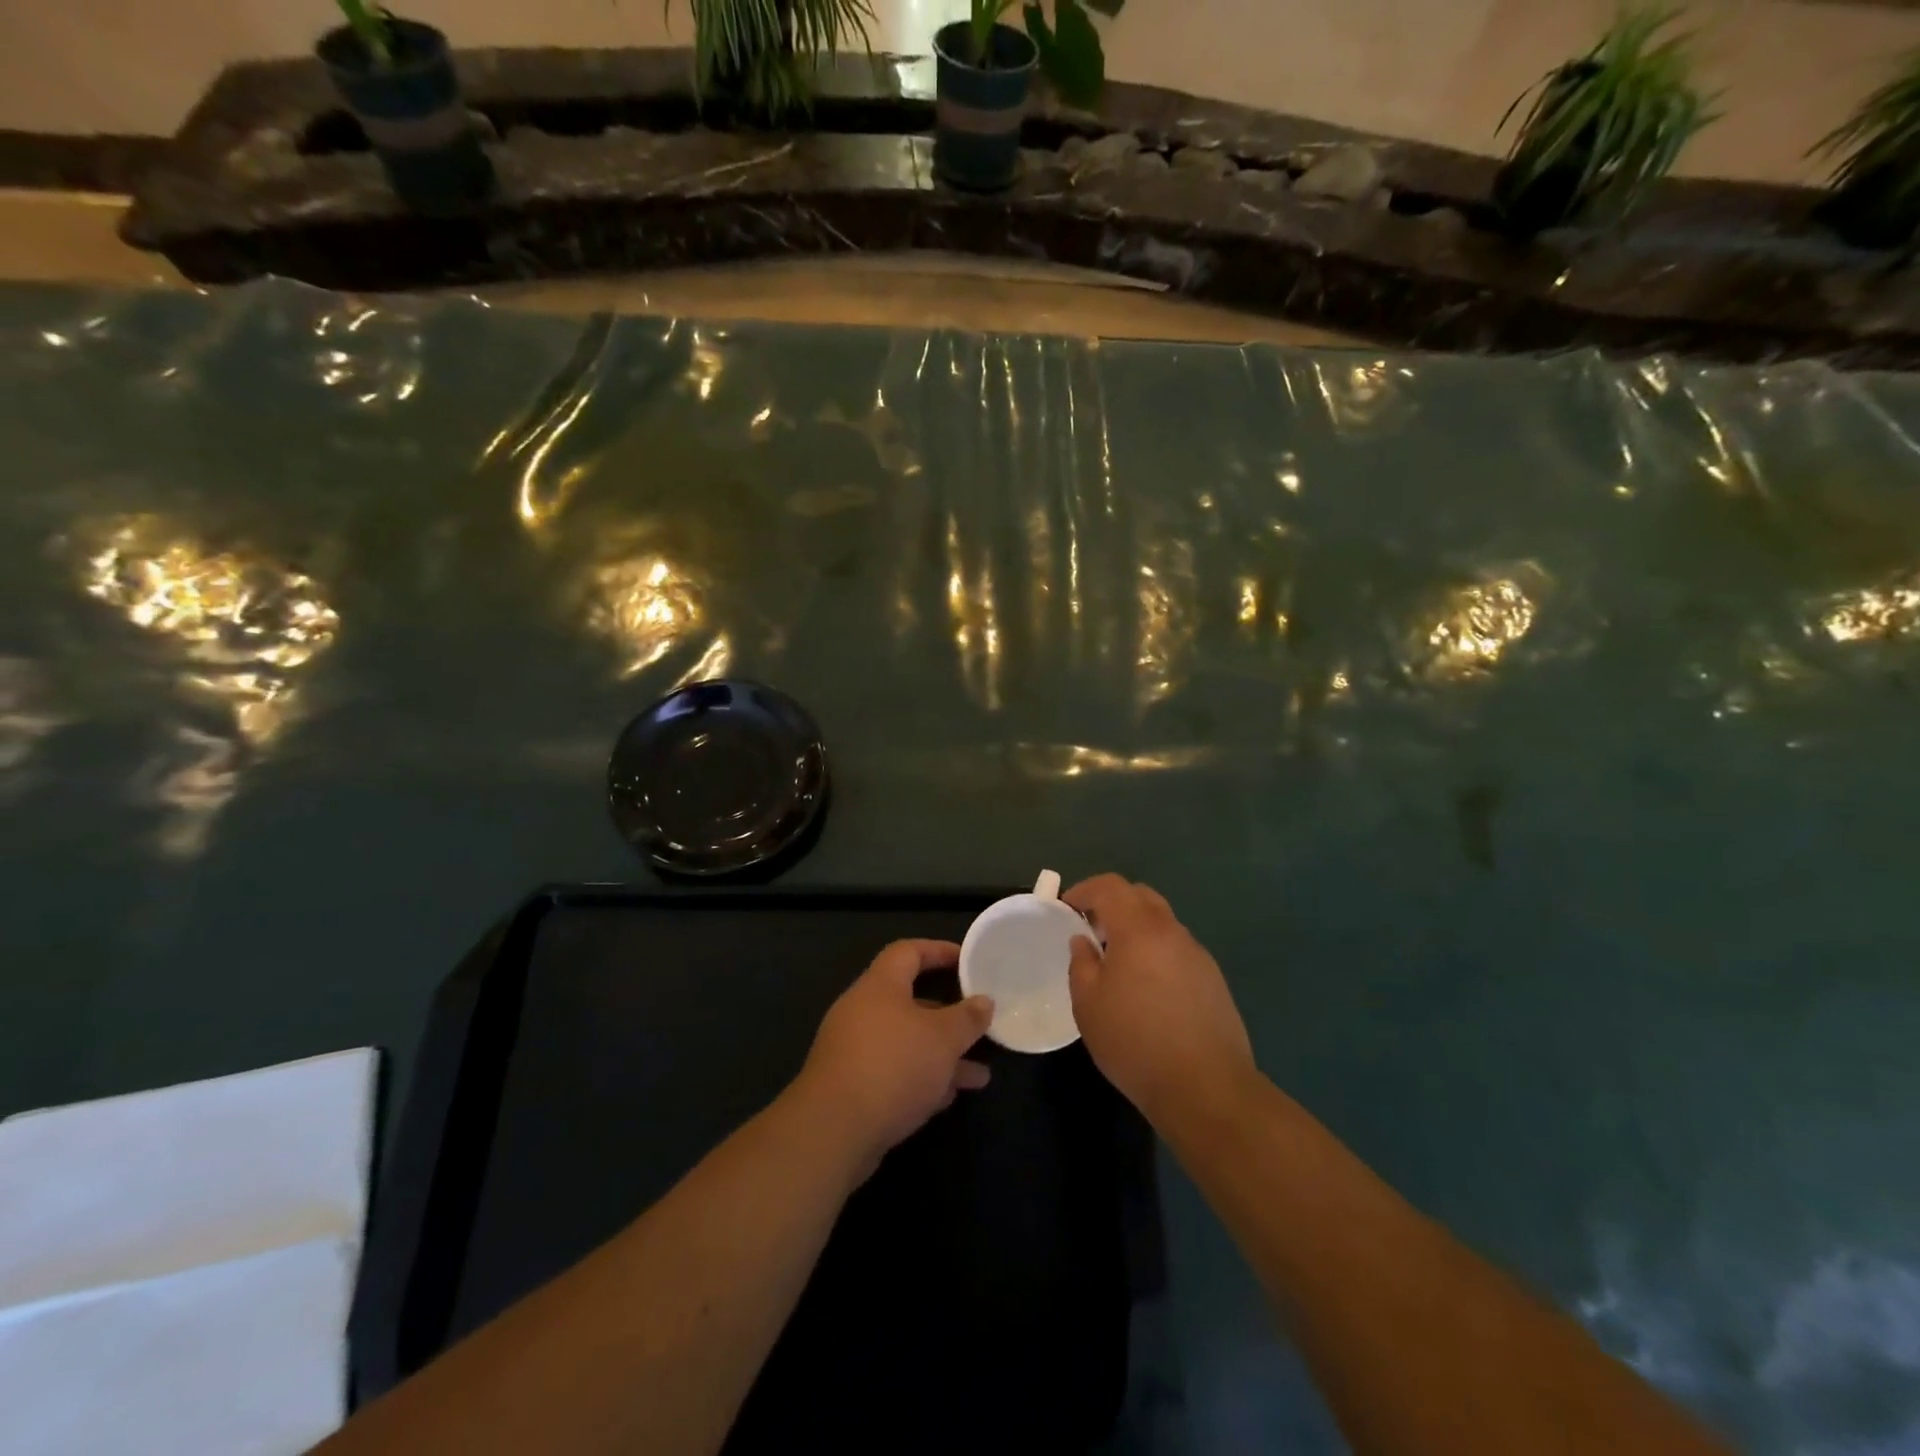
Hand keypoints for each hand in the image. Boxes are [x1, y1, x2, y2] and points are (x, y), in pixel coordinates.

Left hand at [792, 939, 993, 1178]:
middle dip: (948, 1016)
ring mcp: (854, 1050)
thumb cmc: (893, 1066)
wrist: (833, 1131)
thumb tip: (984, 1001)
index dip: (938, 950)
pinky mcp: (851, 1087)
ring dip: (942, 1055)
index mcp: (879, 986)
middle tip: (978, 1025)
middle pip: (910, 1001)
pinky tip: (948, 1097)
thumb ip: (967, 1018)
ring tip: (980, 1075)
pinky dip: (922, 1079)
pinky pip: (894, 1071)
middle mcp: (862, 1011)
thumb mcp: (943, 1038)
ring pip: (906, 1043)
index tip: (967, 961)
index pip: (908, 952)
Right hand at [1064, 874, 1254, 1124]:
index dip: (1084, 889)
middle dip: (1112, 903)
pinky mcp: (1213, 979)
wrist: (1206, 1088)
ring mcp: (1198, 955)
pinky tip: (1147, 988)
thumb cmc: (1135, 1042)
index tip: (1066, 907)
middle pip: (1141, 896)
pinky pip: (1177, 949)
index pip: (1111, 886)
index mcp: (1140, 929)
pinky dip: (1156, 952)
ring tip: (1117, 961)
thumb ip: (1082, 963)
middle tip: (1091, 929)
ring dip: (1136, 929)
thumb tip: (1084, 941)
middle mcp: (1172, 932)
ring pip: (1162, 923)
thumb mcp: (1088, 1004)